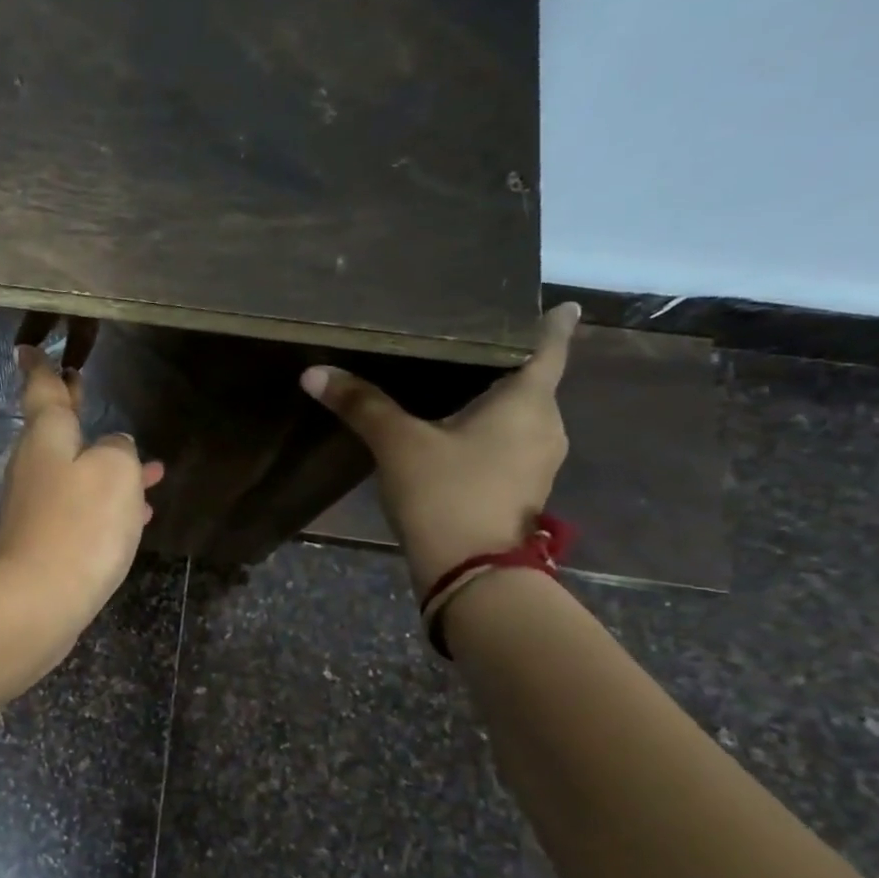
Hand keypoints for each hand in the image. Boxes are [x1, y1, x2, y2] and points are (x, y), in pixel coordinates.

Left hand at [0, 345, 165, 636]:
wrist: (39, 599)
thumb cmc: (80, 523)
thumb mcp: (116, 471)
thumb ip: (120, 450)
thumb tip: (114, 449)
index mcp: (47, 436)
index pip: (42, 389)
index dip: (41, 367)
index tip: (28, 348)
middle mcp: (36, 465)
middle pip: (55, 428)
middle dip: (71, 408)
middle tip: (80, 386)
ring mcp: (37, 505)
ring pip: (75, 471)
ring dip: (105, 463)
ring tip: (149, 465)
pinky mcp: (46, 540)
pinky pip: (81, 508)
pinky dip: (107, 503)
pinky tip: (138, 513)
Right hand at [301, 303, 579, 596]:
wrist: (470, 572)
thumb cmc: (445, 492)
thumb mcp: (397, 444)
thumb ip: (361, 405)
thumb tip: (314, 372)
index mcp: (527, 403)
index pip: (548, 349)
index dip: (553, 325)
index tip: (564, 305)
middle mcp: (545, 427)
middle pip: (533, 383)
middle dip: (508, 363)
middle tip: (475, 341)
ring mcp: (537, 462)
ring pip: (520, 417)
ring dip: (497, 401)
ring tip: (460, 383)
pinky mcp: (521, 490)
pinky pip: (508, 444)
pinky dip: (488, 431)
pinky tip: (454, 432)